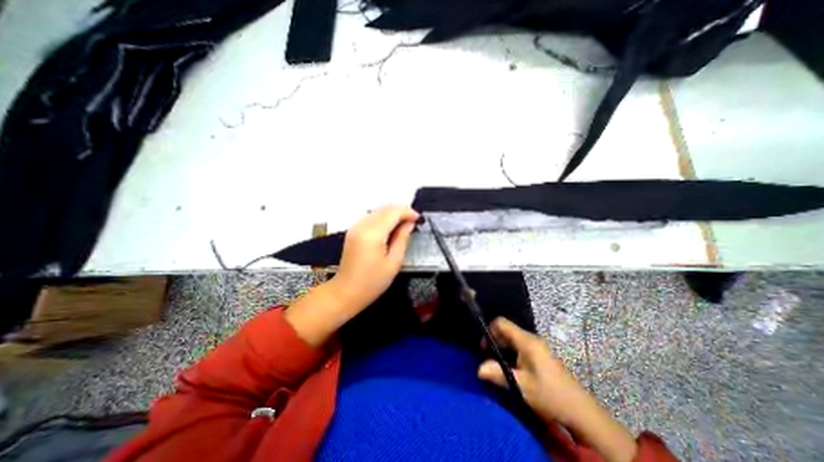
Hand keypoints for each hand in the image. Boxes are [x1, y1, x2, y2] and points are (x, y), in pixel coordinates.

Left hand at [328, 205, 417, 314]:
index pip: (393, 212)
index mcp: (373, 234)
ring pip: (377, 210)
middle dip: (401, 211)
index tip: (418, 219)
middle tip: (413, 222)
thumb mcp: (393, 262)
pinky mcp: (353, 230)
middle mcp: (362, 225)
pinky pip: (371, 216)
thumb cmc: (372, 282)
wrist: (346, 292)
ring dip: (392, 213)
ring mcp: (355, 226)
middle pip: (385, 208)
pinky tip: (390, 228)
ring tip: (404, 225)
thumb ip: (402, 239)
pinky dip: (383, 218)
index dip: (408, 212)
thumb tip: (409, 223)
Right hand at [478, 318, 634, 461]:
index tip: (483, 347)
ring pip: (512, 340)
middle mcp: (531, 339)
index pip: (501, 323)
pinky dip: (510, 355)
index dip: (489, 330)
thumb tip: (478, 369)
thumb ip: (498, 374)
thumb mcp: (522, 385)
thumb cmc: (550, 395)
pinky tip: (509, 369)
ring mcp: (536, 347)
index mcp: (526, 341)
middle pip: (506, 331)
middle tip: (487, 359)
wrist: (581, 412)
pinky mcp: (539, 356)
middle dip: (494, 342)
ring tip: (496, 366)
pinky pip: (519, 348)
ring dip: (501, 350)